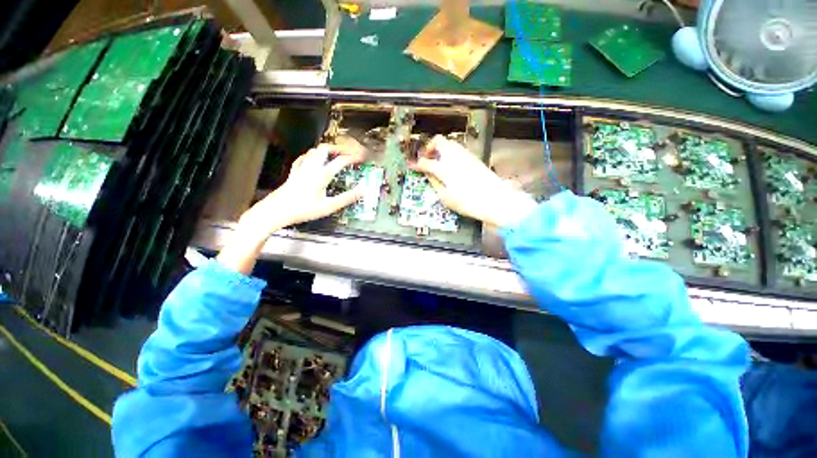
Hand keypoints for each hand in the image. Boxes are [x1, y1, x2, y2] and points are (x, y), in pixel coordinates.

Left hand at [241, 143, 364, 233]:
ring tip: (333, 153)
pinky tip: (311, 158)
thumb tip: (364, 190)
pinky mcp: (294, 173)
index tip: (361, 157)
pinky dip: (310, 156)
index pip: (340, 161)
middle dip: (337, 148)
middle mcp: (312, 168)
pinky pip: (302, 159)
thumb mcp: (329, 206)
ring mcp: (301, 169)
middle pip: (325, 149)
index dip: (352, 158)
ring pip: (313, 152)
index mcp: (322, 175)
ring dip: (325, 150)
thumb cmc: (304, 209)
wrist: (277, 211)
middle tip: (347, 152)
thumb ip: (348, 198)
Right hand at [412, 135, 537, 227]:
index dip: (417, 164)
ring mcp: (465, 155)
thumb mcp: (446, 197)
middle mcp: (454, 157)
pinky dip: (450, 152)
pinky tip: (450, 164)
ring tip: (437, 161)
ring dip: (440, 148)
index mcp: (444, 168)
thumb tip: (428, 174)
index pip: (426, 161)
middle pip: (438, 141)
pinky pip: (457, 148)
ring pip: (449, 142)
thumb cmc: (469, 202)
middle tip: (426, 158)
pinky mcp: (473, 157)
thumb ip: (435, 183)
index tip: (413, 166)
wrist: (495, 200)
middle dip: (429, 147)